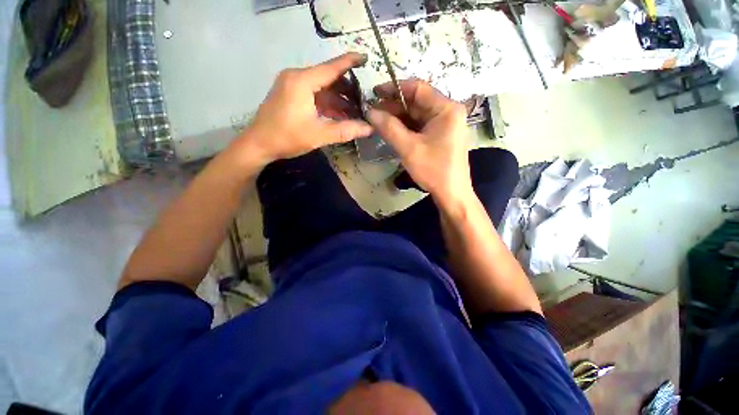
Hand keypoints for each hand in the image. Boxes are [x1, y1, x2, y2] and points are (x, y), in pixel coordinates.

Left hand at [243, 53, 372, 164]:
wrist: (258, 144)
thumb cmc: (287, 137)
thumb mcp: (319, 135)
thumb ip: (345, 130)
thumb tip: (369, 129)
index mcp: (302, 81)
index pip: (331, 68)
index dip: (349, 62)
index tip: (365, 58)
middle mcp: (296, 77)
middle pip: (327, 77)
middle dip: (346, 89)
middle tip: (363, 99)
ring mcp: (291, 85)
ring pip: (321, 87)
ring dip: (337, 99)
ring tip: (355, 110)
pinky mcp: (289, 94)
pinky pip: (313, 94)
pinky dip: (327, 103)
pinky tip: (339, 113)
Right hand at [367, 80, 472, 205]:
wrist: (451, 193)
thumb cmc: (433, 170)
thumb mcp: (409, 148)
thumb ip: (389, 128)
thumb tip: (369, 111)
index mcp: (446, 109)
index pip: (418, 88)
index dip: (394, 88)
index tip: (374, 92)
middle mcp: (448, 112)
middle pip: (417, 102)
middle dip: (394, 106)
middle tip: (373, 111)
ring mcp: (445, 124)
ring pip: (417, 114)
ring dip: (398, 117)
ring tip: (379, 121)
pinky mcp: (441, 135)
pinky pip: (420, 125)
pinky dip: (406, 127)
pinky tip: (392, 130)